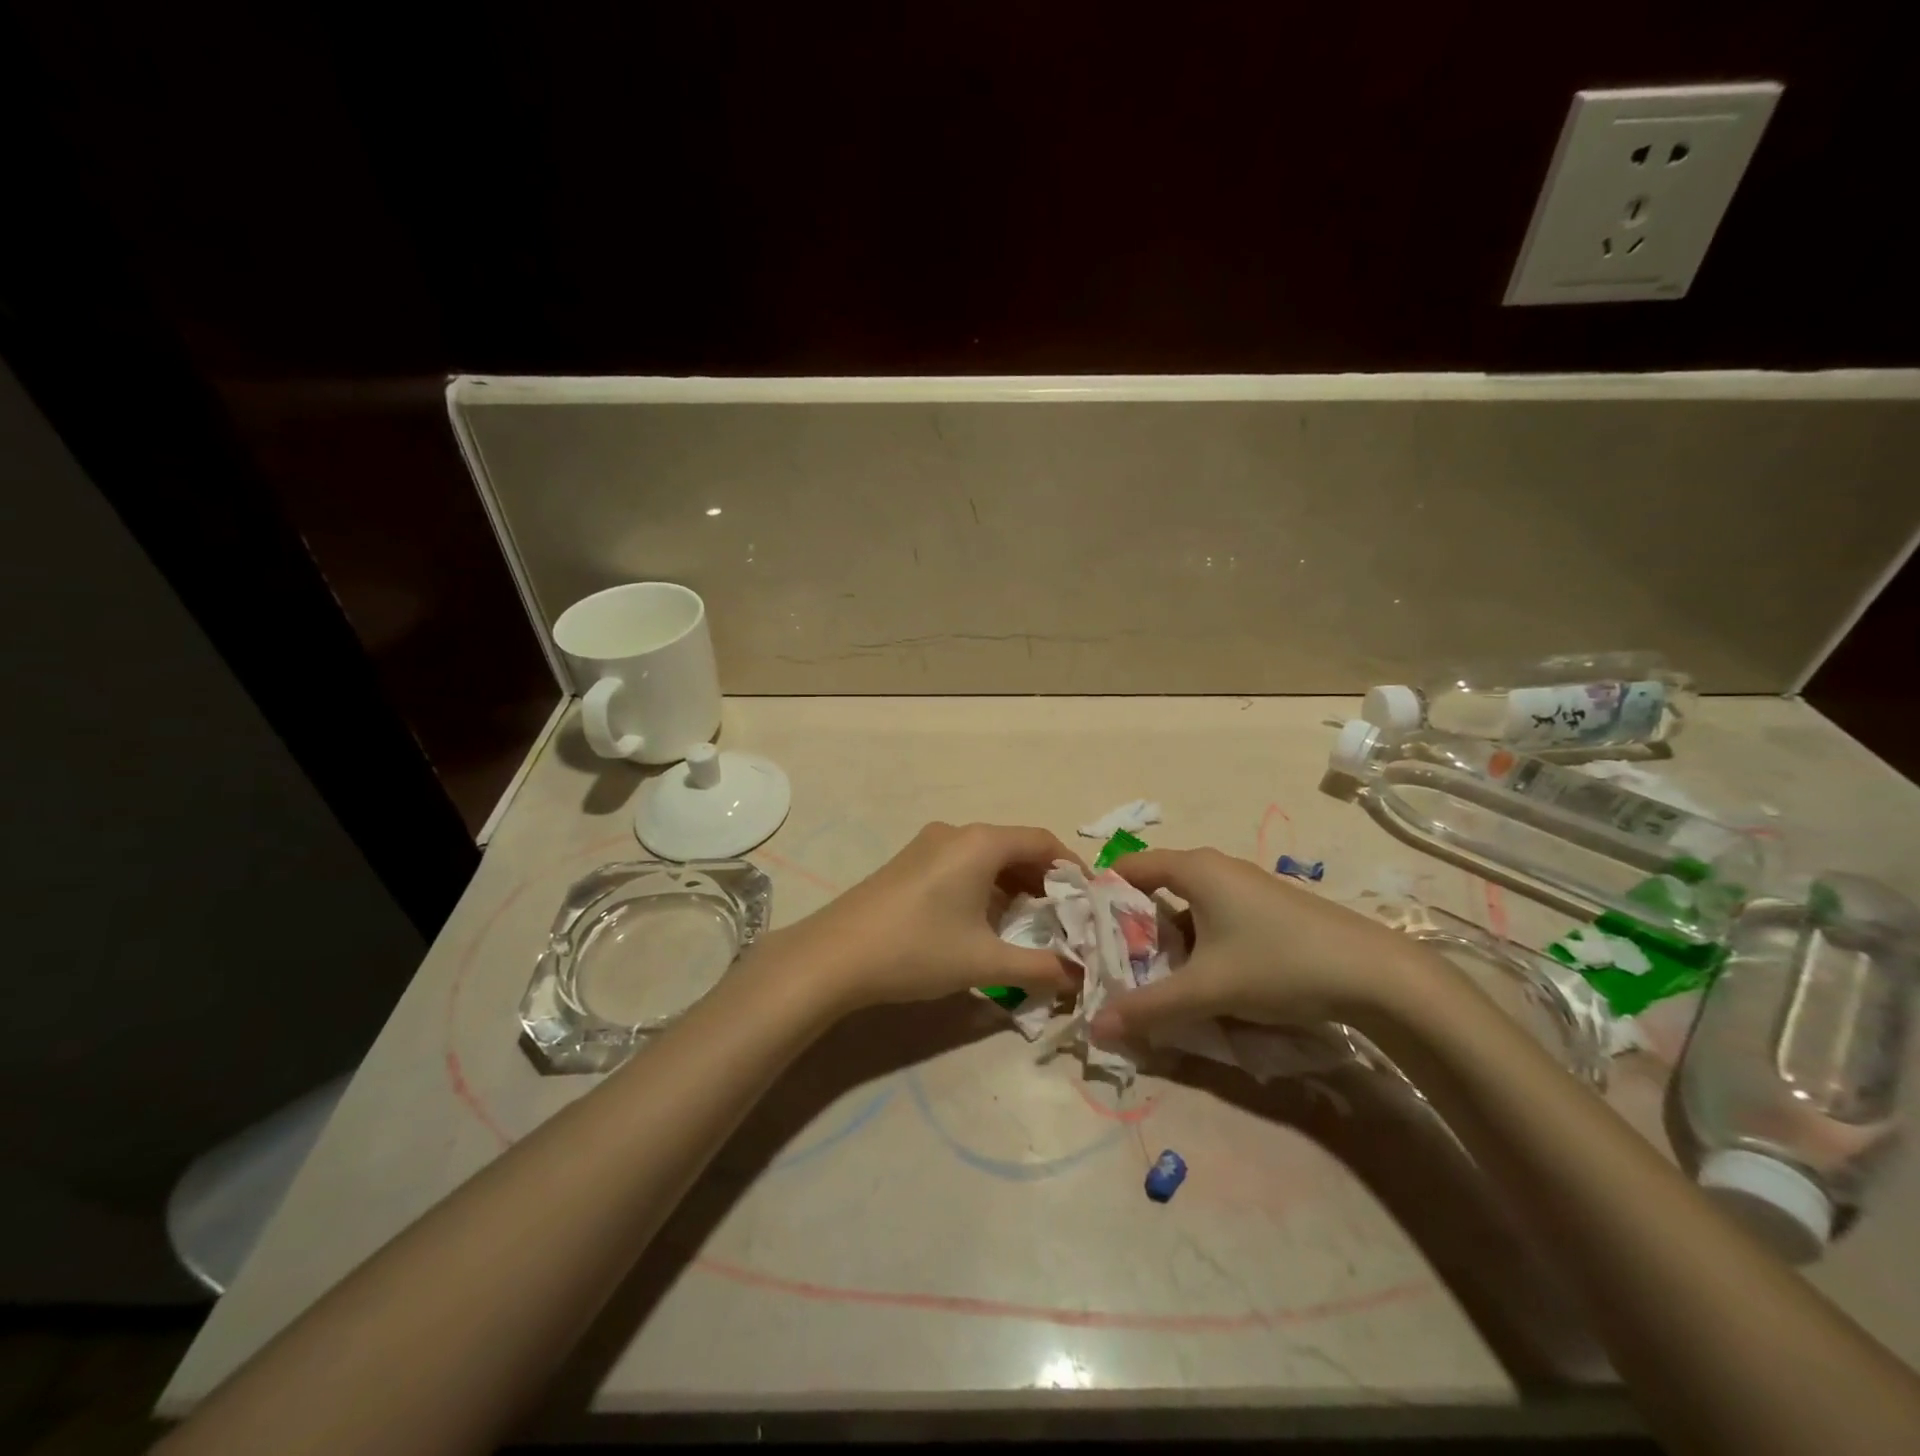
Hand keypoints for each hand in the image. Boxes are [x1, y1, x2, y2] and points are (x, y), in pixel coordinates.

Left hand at [773, 822, 1082, 1013]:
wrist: (834, 957)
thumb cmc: (917, 950)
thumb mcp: (984, 962)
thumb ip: (1039, 967)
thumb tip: (1079, 975)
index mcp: (980, 843)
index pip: (1042, 841)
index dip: (1072, 868)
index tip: (1090, 900)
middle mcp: (956, 833)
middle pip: (1015, 846)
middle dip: (1044, 880)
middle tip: (1065, 918)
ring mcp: (928, 845)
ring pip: (987, 856)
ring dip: (1013, 884)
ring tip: (1030, 923)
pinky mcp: (909, 862)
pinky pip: (962, 864)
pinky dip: (985, 885)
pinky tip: (986, 920)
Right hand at [1089, 847, 1431, 1043]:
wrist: (1377, 974)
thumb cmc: (1279, 964)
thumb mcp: (1207, 989)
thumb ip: (1148, 1007)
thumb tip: (1094, 1028)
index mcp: (1194, 869)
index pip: (1129, 867)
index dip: (1101, 894)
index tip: (1082, 930)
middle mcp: (1216, 868)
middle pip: (1155, 887)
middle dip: (1131, 924)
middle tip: (1111, 963)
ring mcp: (1246, 887)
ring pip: (1187, 906)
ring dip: (1165, 938)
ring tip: (1151, 977)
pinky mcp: (1268, 909)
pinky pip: (1213, 917)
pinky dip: (1196, 941)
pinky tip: (1201, 978)